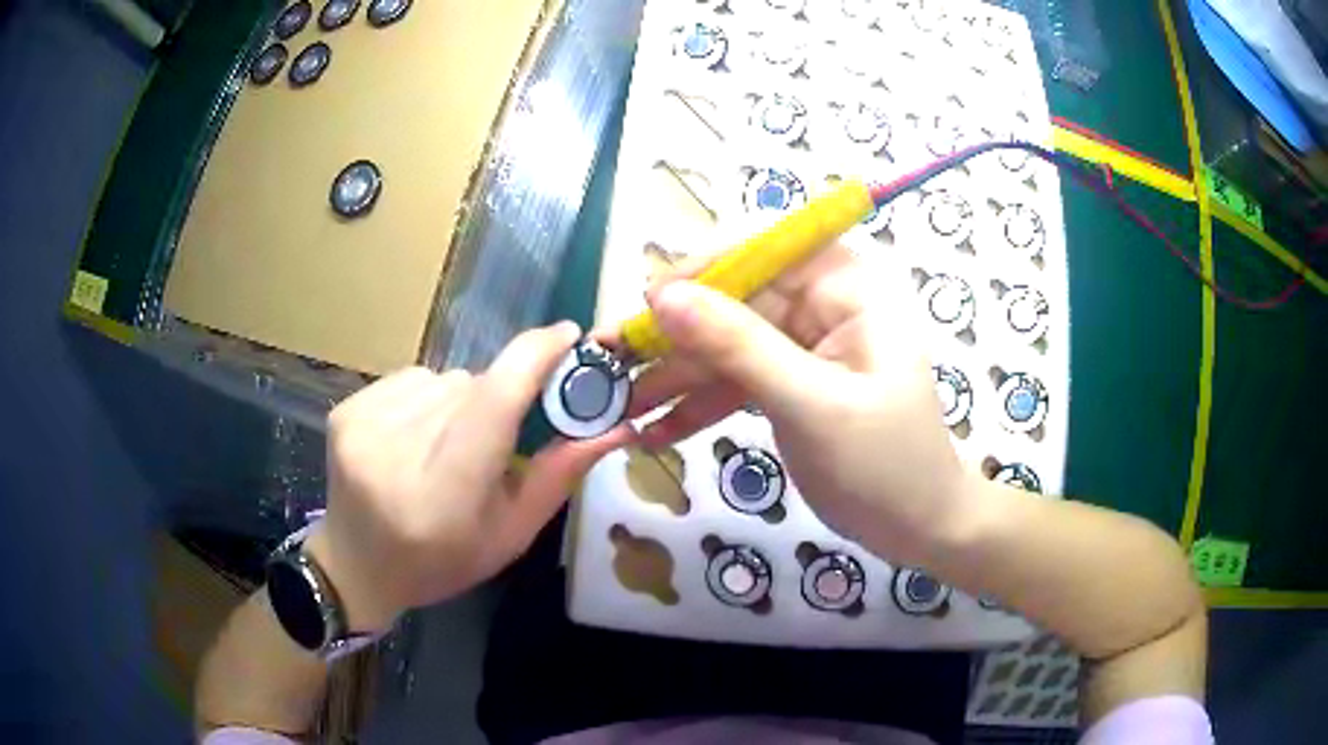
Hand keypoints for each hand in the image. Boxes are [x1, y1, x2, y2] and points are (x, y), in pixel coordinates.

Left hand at [305, 322, 631, 632]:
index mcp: (446, 493)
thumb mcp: (510, 534)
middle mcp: (397, 450)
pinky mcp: (346, 409)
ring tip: (443, 448)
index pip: (493, 401)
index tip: (569, 335)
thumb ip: (558, 475)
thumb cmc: (442, 561)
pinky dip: (424, 400)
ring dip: (457, 403)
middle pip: (472, 387)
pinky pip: (411, 379)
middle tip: (490, 446)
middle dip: (495, 402)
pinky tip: (411, 438)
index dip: (534, 358)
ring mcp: (364, 425)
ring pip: (443, 379)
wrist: (358, 566)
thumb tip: (615, 424)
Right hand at [618, 245, 971, 563]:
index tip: (649, 304)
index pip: (765, 248)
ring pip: (727, 344)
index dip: (703, 267)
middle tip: (610, 362)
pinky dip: (700, 404)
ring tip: (618, 404)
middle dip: (674, 336)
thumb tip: (663, 296)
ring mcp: (805, 347)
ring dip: (676, 375)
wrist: (919, 528)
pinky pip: (737, 381)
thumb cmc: (883, 465)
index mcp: (847, 288)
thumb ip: (737, 346)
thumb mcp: (810, 404)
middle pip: (734, 300)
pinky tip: (656, 429)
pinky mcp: (792, 384)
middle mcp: (824, 305)